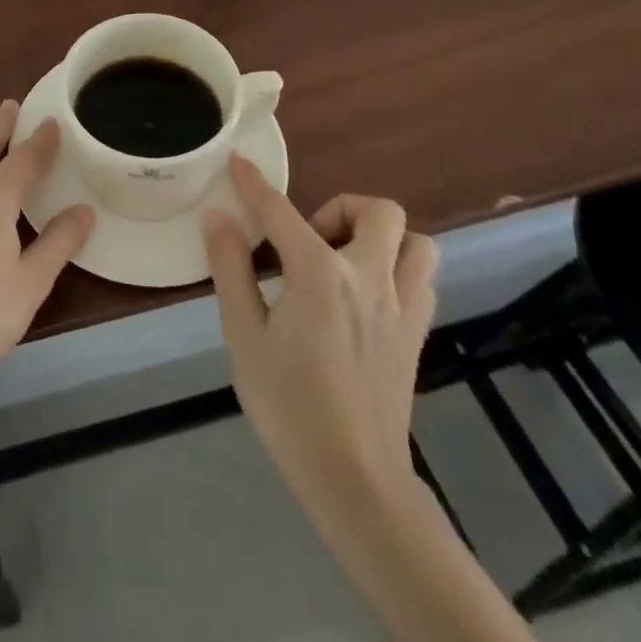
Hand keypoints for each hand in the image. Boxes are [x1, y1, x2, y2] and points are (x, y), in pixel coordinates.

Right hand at [204, 155, 439, 518]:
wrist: (356, 480)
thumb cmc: (289, 406)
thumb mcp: (244, 336)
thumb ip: (230, 269)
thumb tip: (219, 217)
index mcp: (320, 275)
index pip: (281, 211)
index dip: (254, 183)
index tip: (238, 161)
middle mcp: (369, 278)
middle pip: (377, 211)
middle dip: (339, 207)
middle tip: (307, 239)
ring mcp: (402, 306)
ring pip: (416, 241)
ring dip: (380, 236)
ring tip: (343, 260)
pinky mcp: (417, 333)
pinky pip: (421, 277)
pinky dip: (398, 267)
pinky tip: (367, 292)